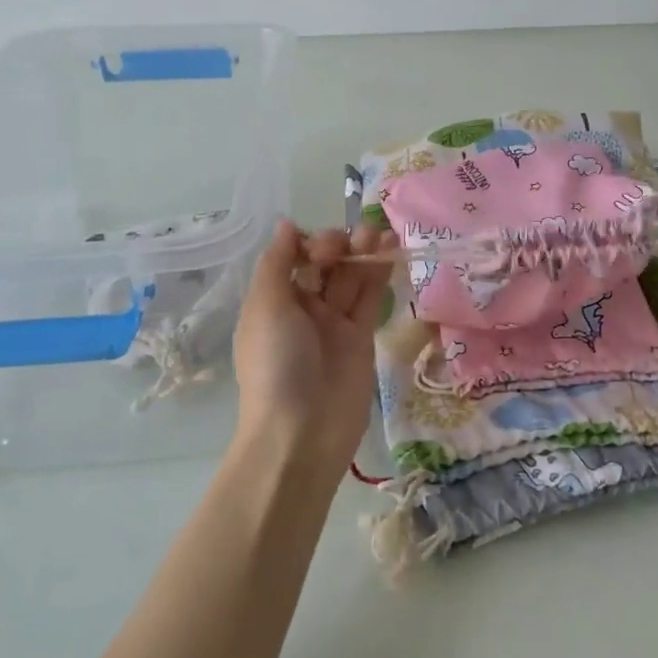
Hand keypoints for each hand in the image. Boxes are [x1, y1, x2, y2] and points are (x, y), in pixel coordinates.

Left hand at [232, 220, 394, 467]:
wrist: (302, 431)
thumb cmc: (276, 364)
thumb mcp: (265, 307)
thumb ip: (278, 263)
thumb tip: (287, 225)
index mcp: (274, 300)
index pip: (295, 258)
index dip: (311, 243)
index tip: (323, 246)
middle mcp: (303, 308)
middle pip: (325, 265)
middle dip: (340, 245)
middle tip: (354, 241)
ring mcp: (334, 324)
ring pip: (351, 279)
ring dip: (364, 253)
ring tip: (381, 235)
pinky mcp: (362, 338)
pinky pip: (370, 299)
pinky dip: (380, 275)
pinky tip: (391, 252)